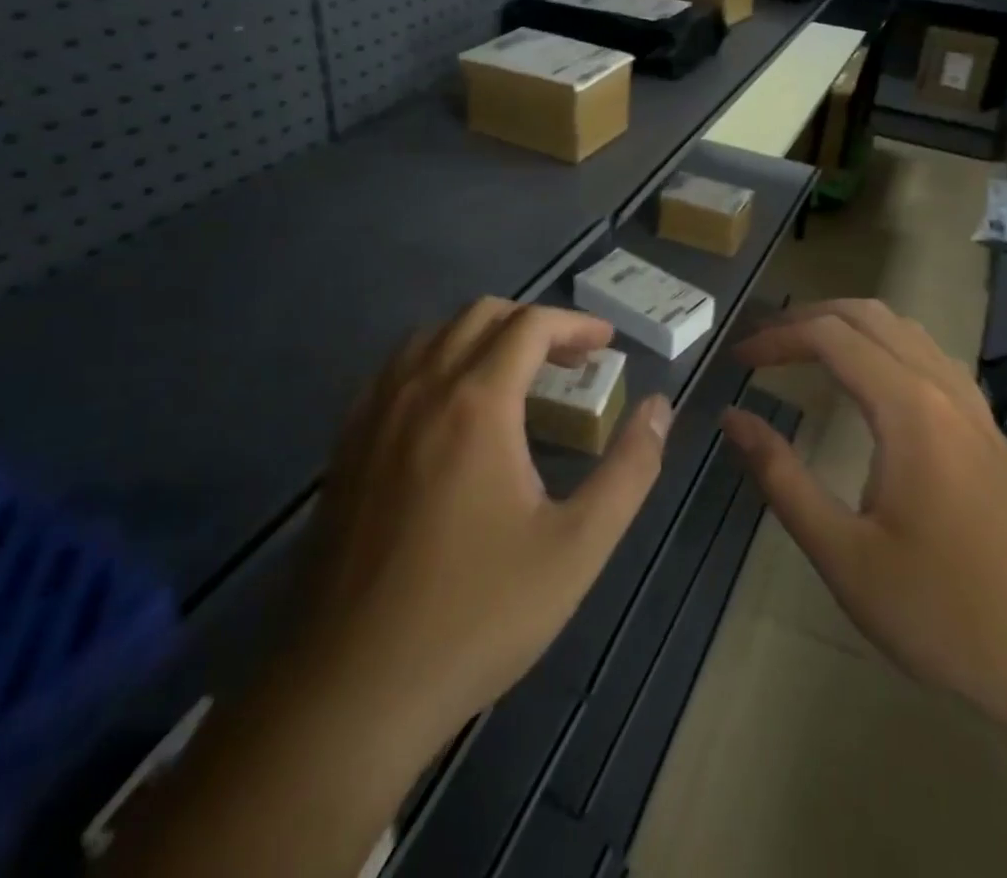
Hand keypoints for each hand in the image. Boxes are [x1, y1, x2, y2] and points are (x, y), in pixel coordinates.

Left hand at [291, 298, 672, 760]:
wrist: (351, 690)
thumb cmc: (476, 615)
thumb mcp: (576, 548)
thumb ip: (628, 470)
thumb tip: (660, 409)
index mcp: (476, 403)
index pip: (530, 326)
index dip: (575, 324)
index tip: (607, 343)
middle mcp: (421, 389)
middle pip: (479, 316)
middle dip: (532, 323)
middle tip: (571, 360)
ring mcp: (374, 414)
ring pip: (432, 336)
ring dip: (481, 336)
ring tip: (515, 375)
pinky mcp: (346, 445)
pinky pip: (394, 370)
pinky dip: (435, 361)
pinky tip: (449, 408)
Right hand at [722, 299, 1006, 749]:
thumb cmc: (949, 614)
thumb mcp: (845, 556)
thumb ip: (782, 478)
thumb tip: (733, 418)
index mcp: (909, 408)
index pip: (829, 336)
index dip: (777, 338)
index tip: (737, 360)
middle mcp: (944, 389)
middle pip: (867, 316)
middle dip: (807, 318)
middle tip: (762, 344)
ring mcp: (975, 408)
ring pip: (905, 329)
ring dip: (848, 326)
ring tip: (806, 349)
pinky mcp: (991, 431)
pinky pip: (930, 356)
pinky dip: (884, 345)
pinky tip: (872, 383)